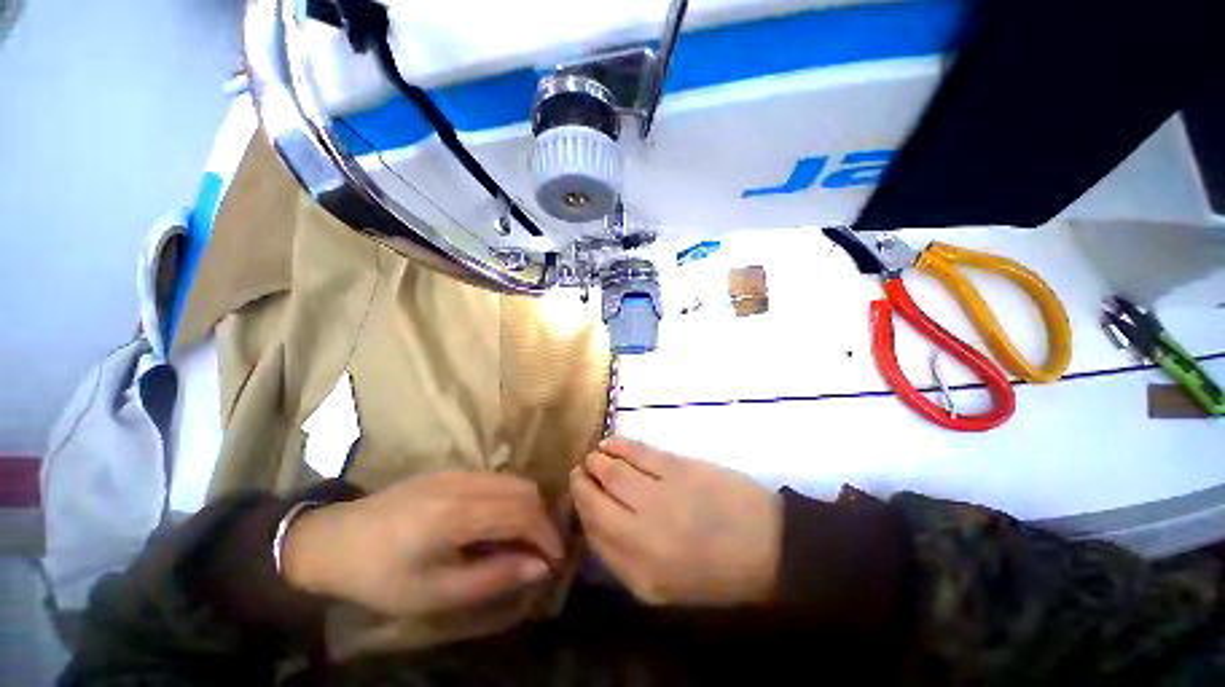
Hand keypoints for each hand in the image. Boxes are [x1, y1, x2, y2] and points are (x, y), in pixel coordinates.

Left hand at [281, 471, 562, 616]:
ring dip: (527, 507)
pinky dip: (510, 499)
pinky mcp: (451, 470)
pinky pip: (495, 479)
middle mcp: (464, 482)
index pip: (521, 513)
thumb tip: (539, 568)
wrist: (335, 540)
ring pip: (513, 480)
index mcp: (457, 513)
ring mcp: (458, 471)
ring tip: (522, 538)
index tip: (554, 560)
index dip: (545, 535)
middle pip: (524, 489)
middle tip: (540, 551)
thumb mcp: (435, 593)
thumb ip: (493, 578)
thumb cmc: (382, 576)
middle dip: (541, 519)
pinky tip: (498, 522)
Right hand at [571, 437, 781, 605]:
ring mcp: (660, 498)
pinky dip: (618, 445)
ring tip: (593, 457)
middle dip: (581, 484)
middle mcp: (643, 537)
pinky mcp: (677, 468)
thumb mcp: (666, 587)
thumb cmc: (717, 572)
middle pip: (596, 502)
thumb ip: (625, 561)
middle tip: (579, 473)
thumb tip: (595, 523)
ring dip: (596, 461)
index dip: (580, 512)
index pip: (593, 535)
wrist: (769, 545)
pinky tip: (610, 443)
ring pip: (611, 472)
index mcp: (640, 574)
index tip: (577, 498)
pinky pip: (636, 452)